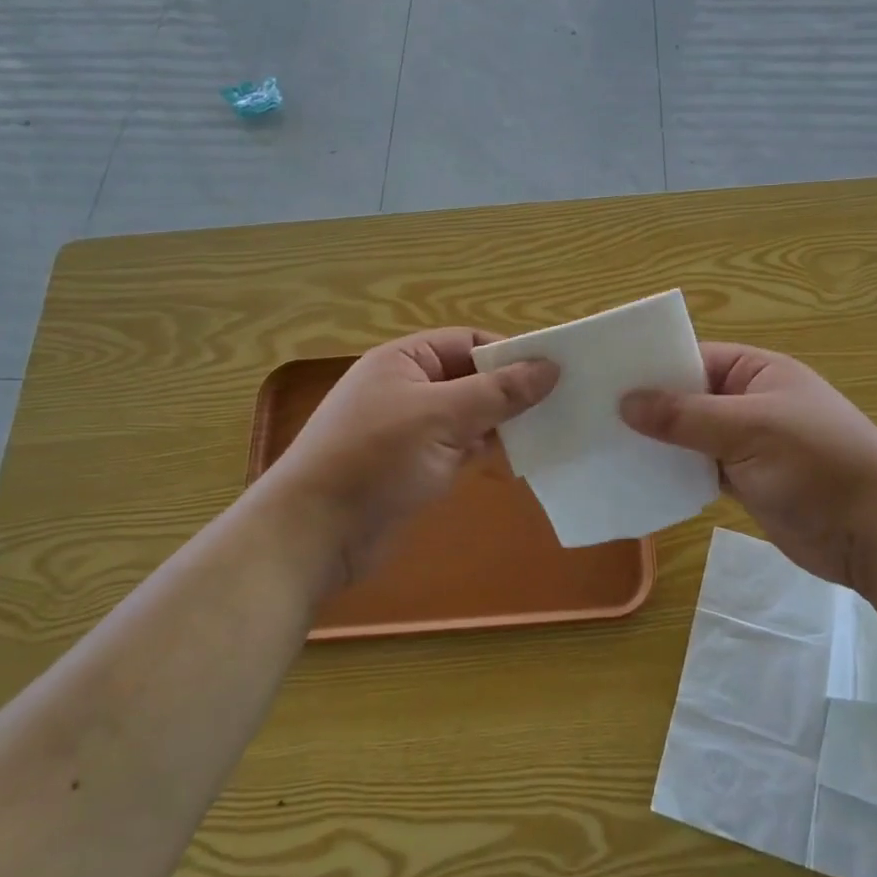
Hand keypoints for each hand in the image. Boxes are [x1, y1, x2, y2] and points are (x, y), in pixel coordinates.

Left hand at [264, 329, 556, 589]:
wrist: (314, 534)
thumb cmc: (375, 459)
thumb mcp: (442, 417)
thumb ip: (498, 392)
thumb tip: (550, 366)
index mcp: (404, 361)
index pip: (468, 342)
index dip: (509, 353)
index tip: (553, 372)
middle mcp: (407, 388)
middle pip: (470, 378)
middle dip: (510, 390)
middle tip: (562, 403)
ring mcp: (410, 430)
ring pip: (468, 415)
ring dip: (502, 423)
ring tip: (551, 430)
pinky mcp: (414, 467)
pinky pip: (460, 447)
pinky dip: (487, 450)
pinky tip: (519, 459)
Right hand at [621, 343, 876, 589]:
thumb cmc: (817, 464)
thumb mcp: (749, 430)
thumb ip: (686, 416)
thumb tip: (626, 402)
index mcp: (758, 372)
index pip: (693, 357)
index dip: (651, 366)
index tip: (601, 379)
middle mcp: (750, 401)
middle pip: (689, 396)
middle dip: (648, 407)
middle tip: (591, 415)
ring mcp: (749, 443)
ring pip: (692, 435)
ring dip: (659, 442)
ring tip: (603, 446)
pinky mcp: (748, 481)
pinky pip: (701, 468)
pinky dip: (676, 472)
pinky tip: (639, 478)